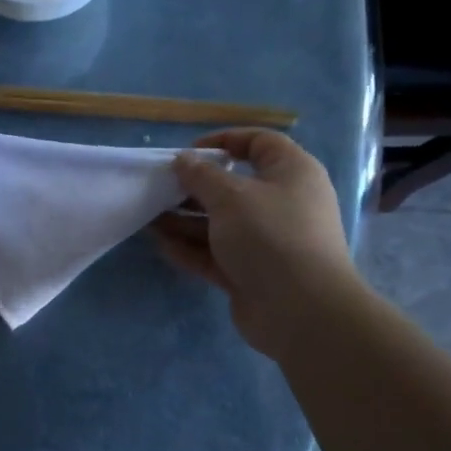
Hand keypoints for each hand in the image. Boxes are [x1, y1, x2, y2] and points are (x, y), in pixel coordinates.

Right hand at [152, 129, 356, 358]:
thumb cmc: (270, 236)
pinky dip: (191, 249)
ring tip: (149, 217)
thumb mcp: (230, 197)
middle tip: (160, 188)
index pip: (259, 143)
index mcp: (291, 173)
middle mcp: (281, 204)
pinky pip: (216, 255)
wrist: (300, 310)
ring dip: (185, 220)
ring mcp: (266, 242)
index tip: (189, 152)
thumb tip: (183, 161)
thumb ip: (201, 176)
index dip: (224, 141)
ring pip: (220, 224)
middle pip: (233, 187)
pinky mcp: (251, 274)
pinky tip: (161, 245)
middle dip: (195, 187)